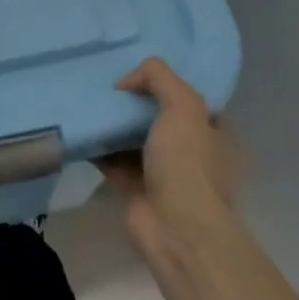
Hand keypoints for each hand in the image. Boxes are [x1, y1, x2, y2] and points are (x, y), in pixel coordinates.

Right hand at [99, 57, 247, 261]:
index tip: (140, 74)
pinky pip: (115, 163)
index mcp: (216, 134)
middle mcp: (195, 154)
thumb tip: (126, 80)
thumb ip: (158, 79)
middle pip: (161, 120)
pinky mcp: (138, 191)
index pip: (193, 102)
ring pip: (136, 142)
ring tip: (90, 105)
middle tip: (109, 87)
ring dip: (115, 127)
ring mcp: (166, 175)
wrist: (175, 225)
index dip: (168, 86)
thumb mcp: (183, 105)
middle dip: (136, 106)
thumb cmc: (187, 163)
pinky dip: (100, 151)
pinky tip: (82, 133)